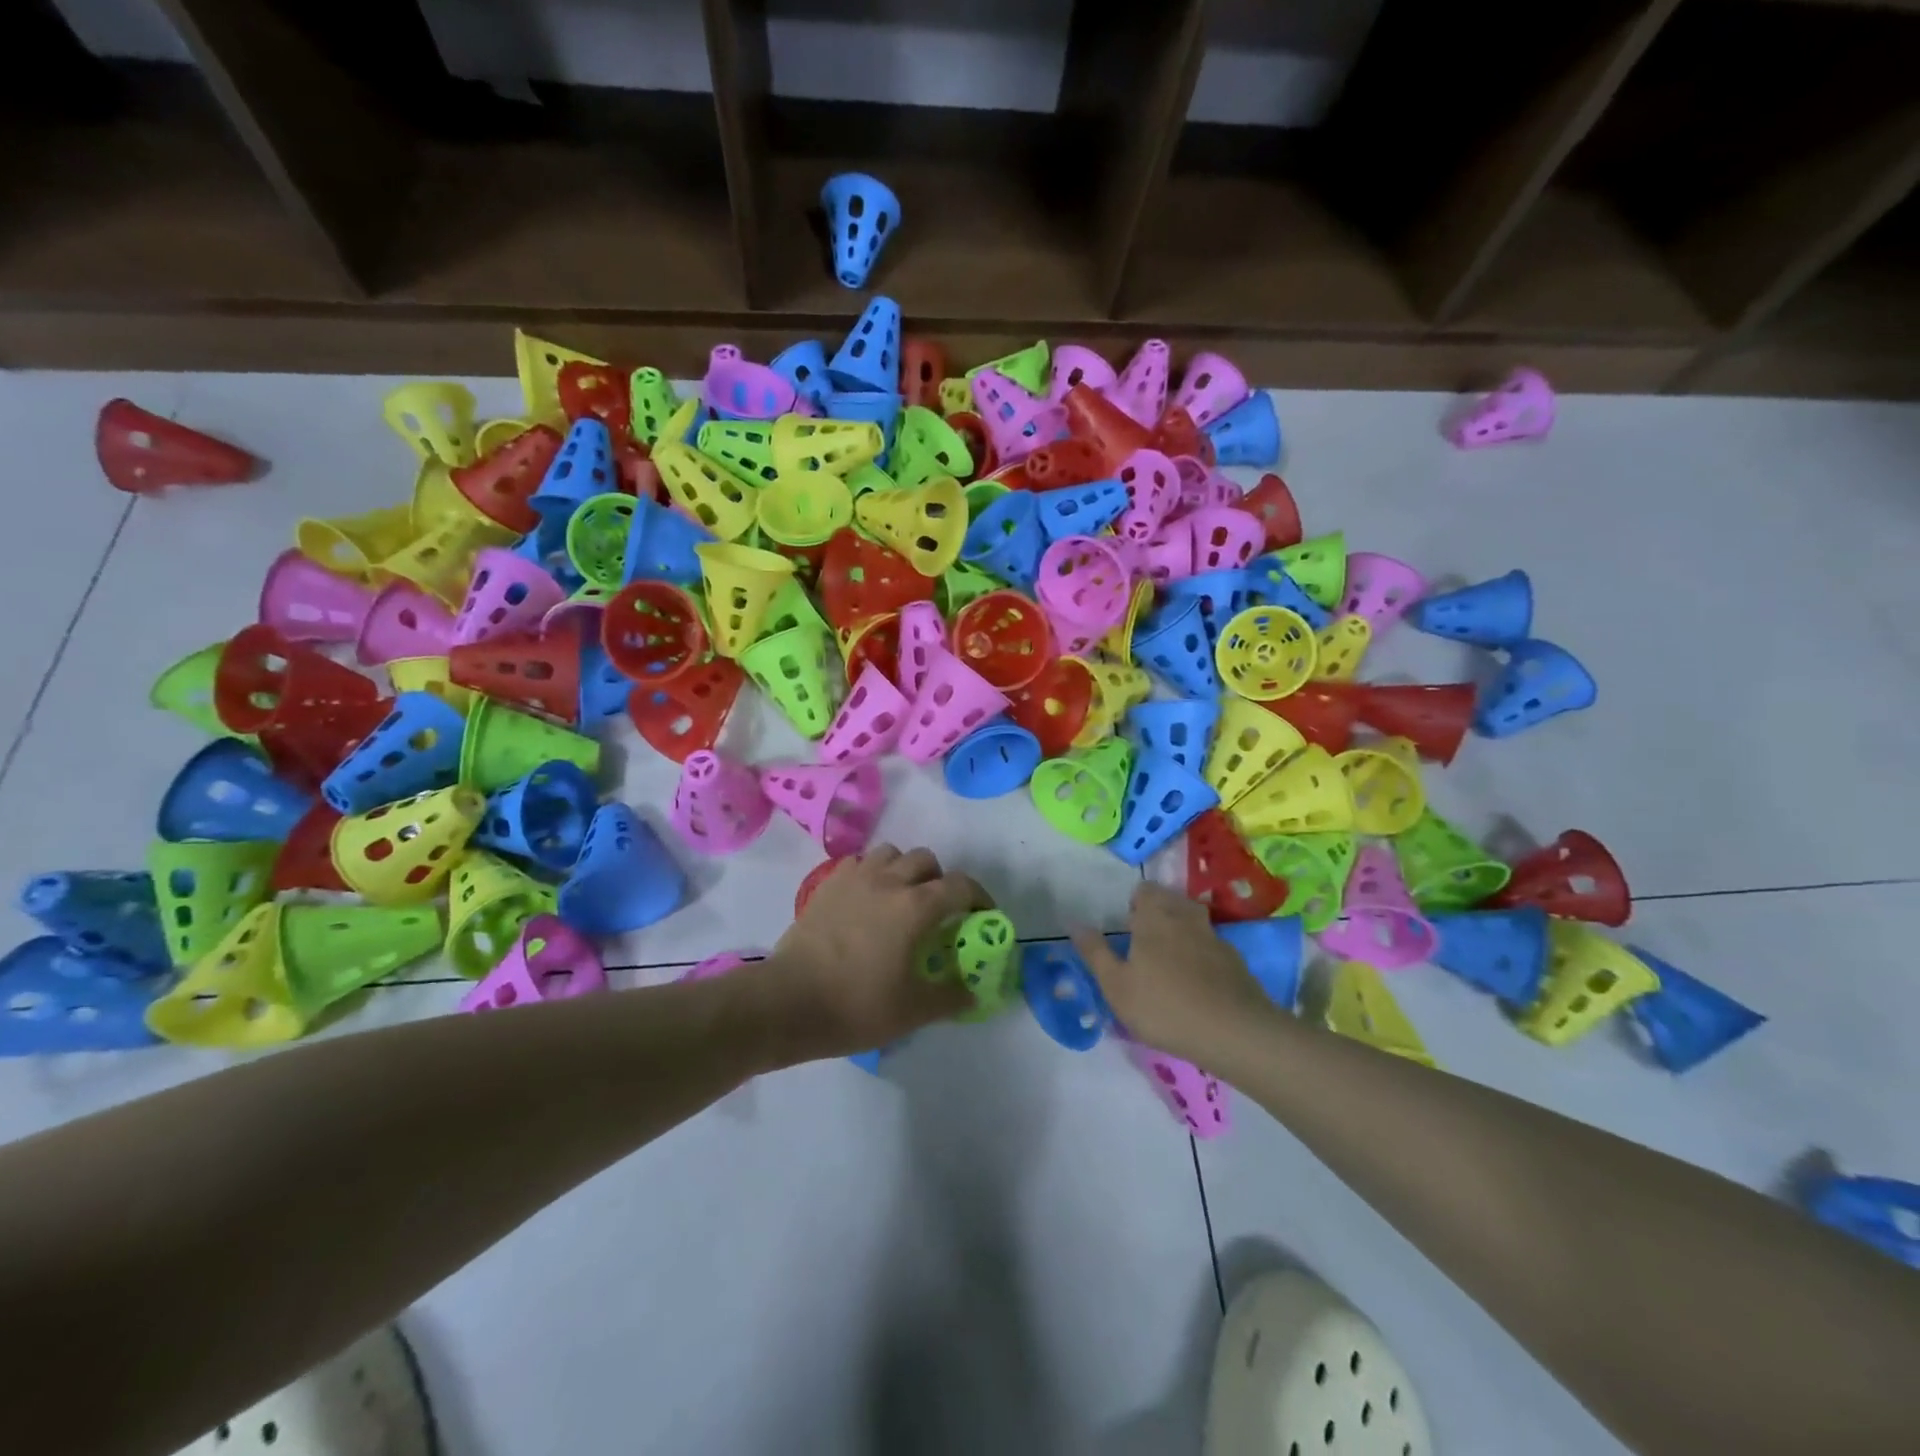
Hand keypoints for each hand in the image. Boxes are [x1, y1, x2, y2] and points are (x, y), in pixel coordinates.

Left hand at [762, 845, 987, 1060]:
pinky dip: (871, 873)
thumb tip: (972, 991)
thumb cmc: (856, 1006)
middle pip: (926, 860)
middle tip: (938, 910)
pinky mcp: (827, 885)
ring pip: (891, 853)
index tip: (983, 915)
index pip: (961, 886)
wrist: (788, 1002)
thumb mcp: (913, 1011)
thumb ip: (950, 997)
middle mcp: (889, 881)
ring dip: (904, 869)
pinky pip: (859, 863)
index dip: (979, 897)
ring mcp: (854, 878)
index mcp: (916, 907)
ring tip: (901, 899)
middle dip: (940, 879)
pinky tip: (867, 899)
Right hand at [1072, 882, 1274, 1065]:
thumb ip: (1095, 952)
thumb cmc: (1164, 1006)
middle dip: (1158, 913)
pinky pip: (1212, 947)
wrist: (1234, 1032)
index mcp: (1155, 917)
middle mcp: (1186, 918)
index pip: (1145, 889)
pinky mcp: (1236, 961)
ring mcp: (1215, 938)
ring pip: (1194, 922)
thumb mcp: (1116, 985)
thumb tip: (1075, 923)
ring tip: (1169, 961)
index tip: (1127, 926)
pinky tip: (1197, 983)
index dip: (1135, 902)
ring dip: (1181, 932)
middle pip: (1171, 901)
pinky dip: (1202, 956)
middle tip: (1144, 944)